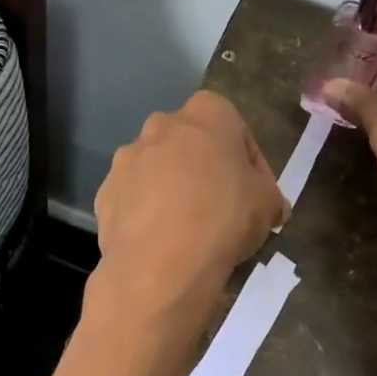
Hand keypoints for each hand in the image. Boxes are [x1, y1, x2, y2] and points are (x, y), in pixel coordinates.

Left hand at [91, 91, 288, 323]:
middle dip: (205, 171)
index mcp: (206, 114)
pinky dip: (146, 215)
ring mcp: (126, 159)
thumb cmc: (224, 218)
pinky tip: (161, 243)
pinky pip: (133, 200)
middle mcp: (160, 125)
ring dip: (172, 192)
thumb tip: (272, 206)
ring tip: (188, 231)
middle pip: (190, 146)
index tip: (257, 195)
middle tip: (222, 209)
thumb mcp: (268, 205)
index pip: (236, 129)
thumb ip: (270, 196)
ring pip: (157, 171)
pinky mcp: (104, 193)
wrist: (161, 262)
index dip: (250, 165)